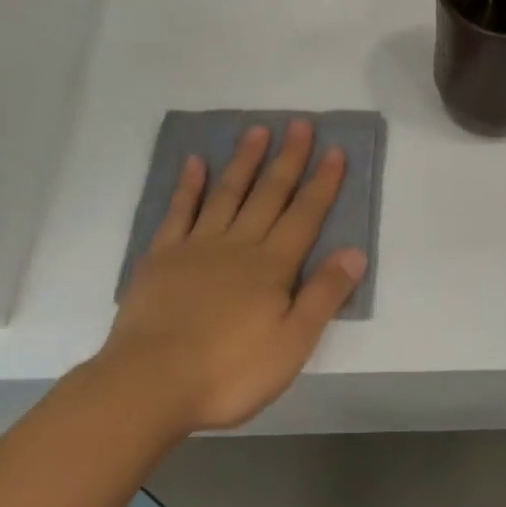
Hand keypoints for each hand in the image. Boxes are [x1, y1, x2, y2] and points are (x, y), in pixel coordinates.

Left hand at [98, 120, 366, 434]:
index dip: (323, 183)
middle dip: (288, 159)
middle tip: (300, 123)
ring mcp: (196, 247)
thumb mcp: (292, 344)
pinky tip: (195, 163)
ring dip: (244, 161)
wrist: (150, 383)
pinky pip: (179, 212)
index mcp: (272, 267)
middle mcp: (238, 245)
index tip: (335, 150)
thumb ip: (324, 295)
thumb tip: (355, 252)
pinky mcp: (161, 257)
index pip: (305, 216)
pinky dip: (188, 186)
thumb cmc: (229, 372)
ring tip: (257, 130)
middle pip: (269, 195)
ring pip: (227, 194)